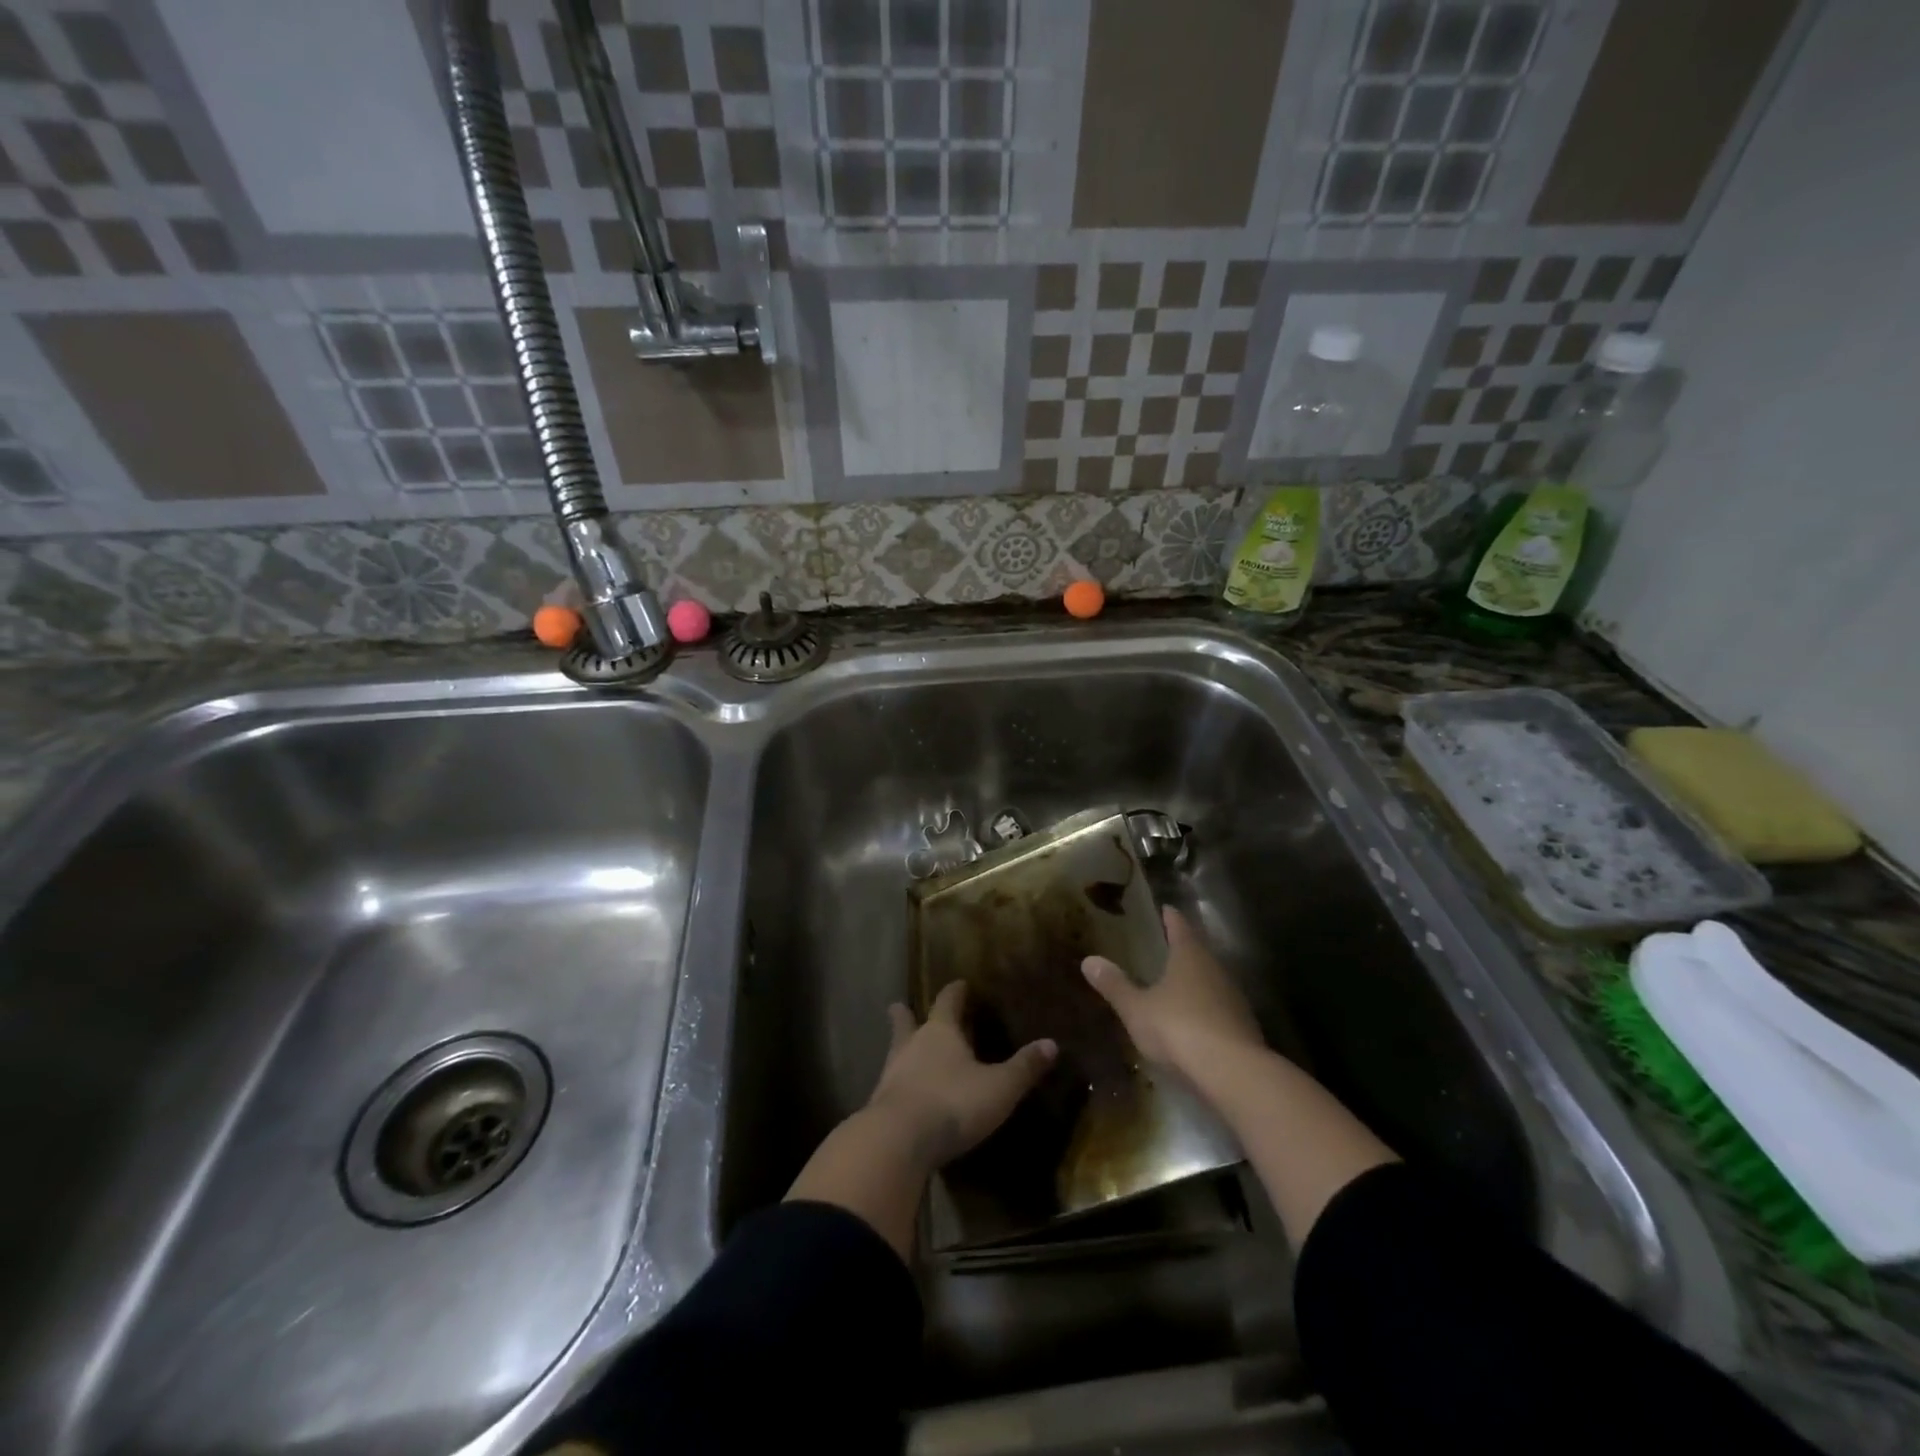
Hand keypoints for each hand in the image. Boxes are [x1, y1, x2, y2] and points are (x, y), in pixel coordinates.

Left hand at [865, 981, 1056, 1170]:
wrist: (898, 1140)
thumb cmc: (953, 1102)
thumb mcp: (999, 1088)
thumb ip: (1023, 1067)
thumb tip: (1051, 1043)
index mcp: (940, 1032)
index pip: (947, 1001)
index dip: (955, 992)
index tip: (959, 984)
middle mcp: (912, 1045)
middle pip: (906, 1022)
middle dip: (907, 1014)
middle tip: (901, 1005)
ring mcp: (891, 1074)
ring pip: (895, 1051)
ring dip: (900, 1048)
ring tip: (904, 1049)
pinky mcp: (881, 1104)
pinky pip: (891, 1084)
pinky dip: (899, 1082)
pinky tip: (904, 1092)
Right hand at [1082, 906, 1263, 1075]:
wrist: (1233, 1072)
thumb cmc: (1179, 1028)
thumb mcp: (1137, 1009)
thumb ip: (1115, 985)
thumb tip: (1089, 960)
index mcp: (1189, 955)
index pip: (1179, 925)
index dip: (1170, 916)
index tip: (1164, 908)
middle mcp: (1215, 969)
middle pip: (1198, 951)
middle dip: (1182, 948)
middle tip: (1163, 946)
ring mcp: (1233, 998)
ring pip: (1211, 980)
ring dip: (1195, 980)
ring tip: (1175, 983)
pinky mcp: (1243, 1026)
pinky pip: (1219, 1008)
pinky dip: (1205, 1008)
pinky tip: (1193, 1020)